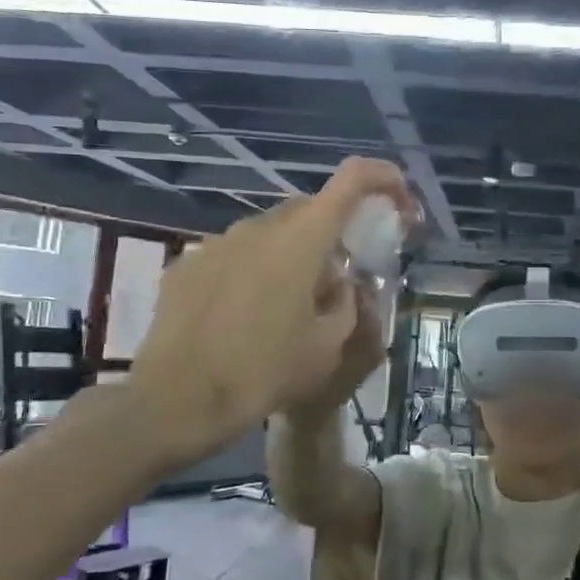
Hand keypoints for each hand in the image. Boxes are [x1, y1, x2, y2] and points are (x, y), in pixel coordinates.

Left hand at [127, 158, 414, 462]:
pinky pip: (235, 255)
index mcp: (302, 239)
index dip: (385, 179)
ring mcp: (218, 242)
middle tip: (341, 276)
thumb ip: (346, 302)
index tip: (401, 204)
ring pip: (270, 233)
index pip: (353, 179)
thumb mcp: (328, 346)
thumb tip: (341, 283)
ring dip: (291, 254)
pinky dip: (254, 271)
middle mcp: (259, 226)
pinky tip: (246, 315)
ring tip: (291, 304)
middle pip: (310, 209)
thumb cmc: (265, 371)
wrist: (178, 400)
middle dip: (334, 232)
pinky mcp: (188, 264)